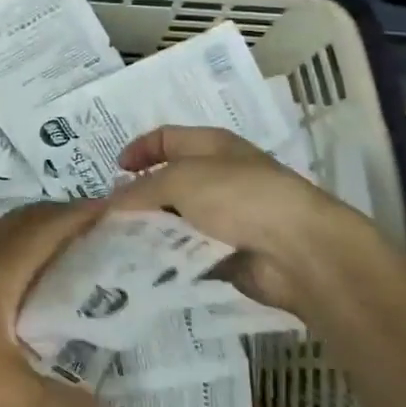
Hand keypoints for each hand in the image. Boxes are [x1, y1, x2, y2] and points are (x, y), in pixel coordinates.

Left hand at [0, 201, 109, 406]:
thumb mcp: (13, 397)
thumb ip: (66, 406)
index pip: (49, 225)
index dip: (82, 213)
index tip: (113, 208)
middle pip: (24, 219)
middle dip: (59, 216)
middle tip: (94, 229)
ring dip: (28, 228)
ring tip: (57, 247)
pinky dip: (4, 244)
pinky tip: (8, 274)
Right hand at [111, 127, 386, 310]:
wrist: (298, 251)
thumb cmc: (239, 197)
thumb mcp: (181, 180)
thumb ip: (141, 190)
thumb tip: (110, 204)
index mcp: (211, 146)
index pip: (167, 138)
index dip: (139, 149)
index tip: (114, 171)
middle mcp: (217, 177)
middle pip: (167, 183)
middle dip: (137, 199)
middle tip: (107, 218)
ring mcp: (225, 218)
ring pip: (175, 221)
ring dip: (149, 232)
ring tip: (117, 246)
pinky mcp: (228, 254)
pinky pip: (188, 253)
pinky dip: (168, 259)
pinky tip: (143, 268)